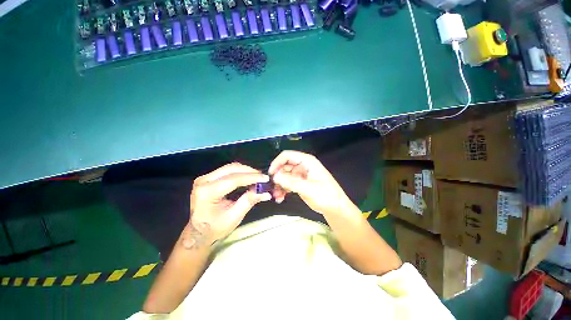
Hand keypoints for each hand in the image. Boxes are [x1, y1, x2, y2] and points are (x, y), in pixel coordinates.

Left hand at [183, 163, 271, 248]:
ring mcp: (205, 178)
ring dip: (246, 171)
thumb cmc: (214, 228)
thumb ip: (248, 201)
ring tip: (258, 177)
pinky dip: (240, 172)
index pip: (233, 180)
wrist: (197, 232)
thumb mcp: (233, 218)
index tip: (265, 178)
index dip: (251, 177)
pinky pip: (227, 170)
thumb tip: (265, 192)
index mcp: (207, 193)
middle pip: (231, 169)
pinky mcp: (208, 177)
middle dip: (250, 172)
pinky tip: (248, 177)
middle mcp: (204, 181)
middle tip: (263, 177)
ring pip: (230, 167)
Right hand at [269, 150, 356, 215]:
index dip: (277, 162)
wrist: (334, 207)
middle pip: (284, 166)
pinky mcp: (299, 183)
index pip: (288, 156)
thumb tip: (275, 176)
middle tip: (271, 187)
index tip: (270, 173)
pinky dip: (283, 189)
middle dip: (277, 176)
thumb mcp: (309, 188)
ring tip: (276, 196)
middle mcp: (302, 166)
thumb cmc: (326, 195)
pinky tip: (280, 197)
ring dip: (279, 185)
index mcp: (307, 161)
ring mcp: (300, 175)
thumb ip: (291, 182)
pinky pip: (287, 183)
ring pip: (284, 176)